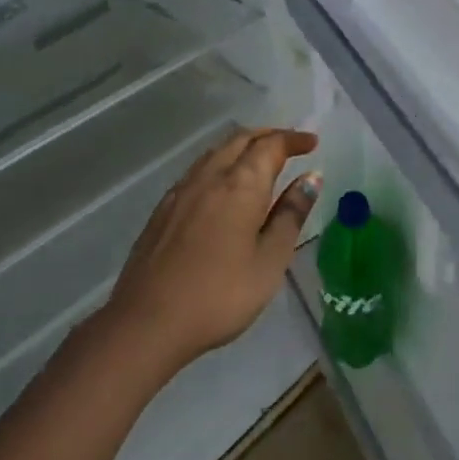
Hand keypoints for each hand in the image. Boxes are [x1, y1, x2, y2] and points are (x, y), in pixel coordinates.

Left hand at [95, 128, 320, 378]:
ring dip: (242, 146)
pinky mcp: (162, 209)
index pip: (271, 145)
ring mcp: (182, 191)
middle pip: (241, 139)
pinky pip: (198, 169)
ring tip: (260, 160)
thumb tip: (311, 178)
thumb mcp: (270, 259)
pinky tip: (223, 186)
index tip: (312, 142)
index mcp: (241, 184)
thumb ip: (291, 214)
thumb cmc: (220, 294)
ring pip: (216, 151)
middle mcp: (210, 176)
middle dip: (268, 136)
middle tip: (290, 145)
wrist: (146, 324)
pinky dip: (220, 163)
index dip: (293, 139)